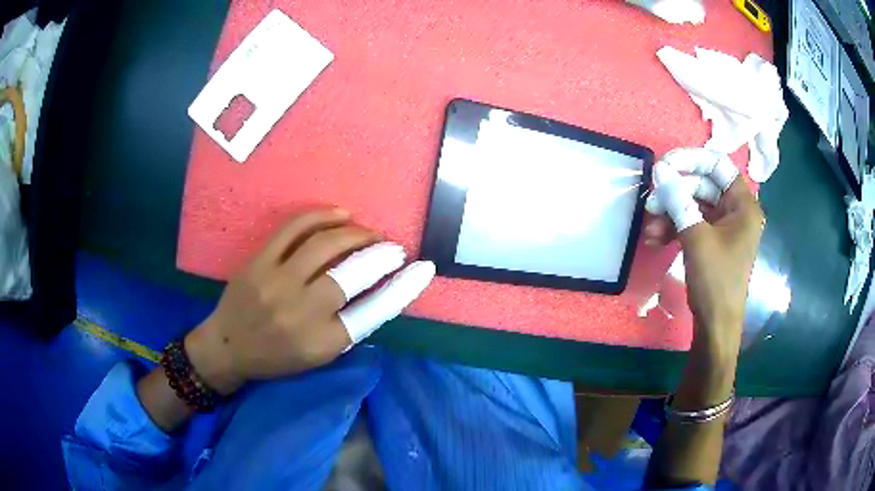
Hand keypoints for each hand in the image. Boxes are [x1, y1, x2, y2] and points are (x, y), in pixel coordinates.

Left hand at [184, 208, 435, 395]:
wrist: (227, 347)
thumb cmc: (277, 358)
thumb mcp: (319, 356)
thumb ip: (350, 327)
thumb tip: (383, 292)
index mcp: (321, 343)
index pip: (374, 312)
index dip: (404, 288)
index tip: (424, 269)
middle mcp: (301, 313)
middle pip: (352, 273)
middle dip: (381, 254)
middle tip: (393, 247)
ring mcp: (276, 283)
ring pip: (325, 244)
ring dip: (355, 232)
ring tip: (368, 232)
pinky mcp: (259, 261)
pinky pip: (294, 228)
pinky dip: (322, 215)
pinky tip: (340, 214)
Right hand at [644, 148, 763, 365]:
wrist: (716, 326)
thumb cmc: (715, 281)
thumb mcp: (696, 238)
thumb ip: (678, 200)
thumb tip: (659, 170)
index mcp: (743, 205)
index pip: (717, 165)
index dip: (691, 160)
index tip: (664, 165)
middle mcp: (736, 210)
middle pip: (702, 185)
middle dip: (675, 193)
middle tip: (650, 201)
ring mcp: (724, 226)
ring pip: (693, 205)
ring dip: (670, 212)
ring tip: (649, 228)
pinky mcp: (712, 241)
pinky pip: (692, 222)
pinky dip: (674, 227)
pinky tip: (656, 239)